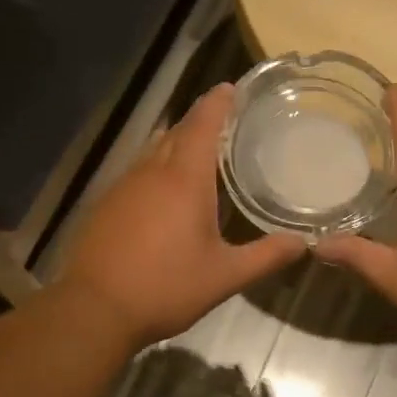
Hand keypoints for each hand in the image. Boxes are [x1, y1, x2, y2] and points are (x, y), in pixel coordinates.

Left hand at [61, 84, 305, 347]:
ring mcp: (123, 186)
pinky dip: (157, 168)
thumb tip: (302, 243)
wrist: (95, 308)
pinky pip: (137, 172)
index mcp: (184, 179)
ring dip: (177, 144)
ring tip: (200, 154)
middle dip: (200, 122)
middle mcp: (151, 171)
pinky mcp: (106, 204)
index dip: (218, 102)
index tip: (232, 88)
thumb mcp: (225, 276)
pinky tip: (165, 192)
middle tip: (226, 123)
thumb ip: (266, 256)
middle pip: (177, 131)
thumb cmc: (166, 287)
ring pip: (154, 151)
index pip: (203, 124)